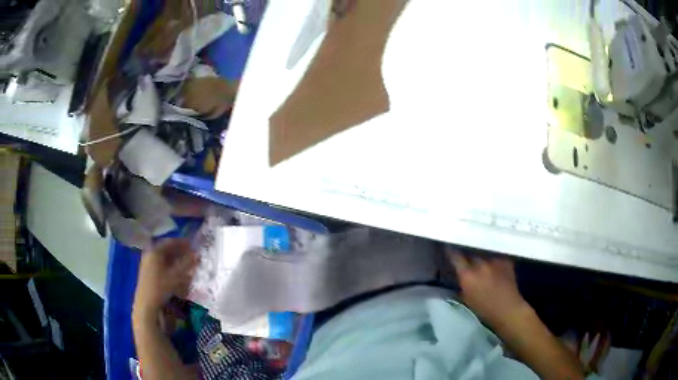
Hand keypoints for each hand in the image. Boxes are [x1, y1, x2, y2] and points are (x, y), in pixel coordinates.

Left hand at [133, 239, 197, 319]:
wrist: (147, 304)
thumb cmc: (160, 287)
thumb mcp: (176, 275)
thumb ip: (187, 264)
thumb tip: (197, 254)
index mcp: (155, 251)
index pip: (170, 242)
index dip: (183, 243)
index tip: (193, 245)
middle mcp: (150, 254)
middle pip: (167, 249)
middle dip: (180, 252)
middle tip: (192, 254)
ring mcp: (148, 263)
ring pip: (165, 258)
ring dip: (176, 260)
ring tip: (188, 264)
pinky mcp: (148, 272)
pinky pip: (162, 265)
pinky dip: (171, 266)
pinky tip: (179, 272)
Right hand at [446, 247, 528, 328]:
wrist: (507, 309)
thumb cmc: (484, 309)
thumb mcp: (466, 297)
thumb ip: (462, 282)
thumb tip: (459, 273)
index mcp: (467, 275)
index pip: (455, 256)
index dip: (451, 251)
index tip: (448, 247)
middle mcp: (480, 264)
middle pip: (470, 251)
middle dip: (466, 252)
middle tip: (465, 254)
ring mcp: (494, 260)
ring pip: (483, 252)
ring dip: (480, 254)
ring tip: (480, 257)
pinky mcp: (505, 260)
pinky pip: (495, 255)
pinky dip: (492, 259)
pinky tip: (493, 264)